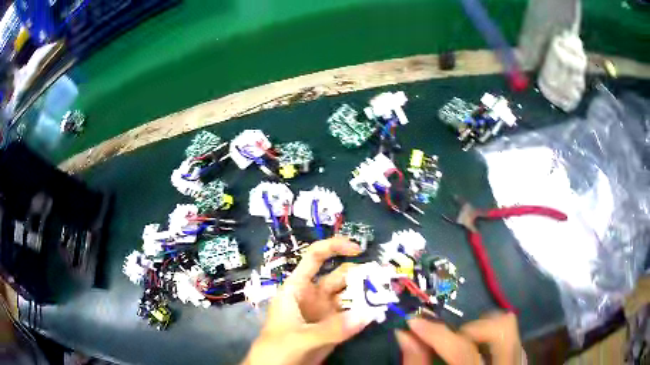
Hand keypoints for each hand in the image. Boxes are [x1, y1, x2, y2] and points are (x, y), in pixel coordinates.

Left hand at [243, 237, 372, 364]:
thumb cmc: (276, 349)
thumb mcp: (300, 338)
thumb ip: (332, 329)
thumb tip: (368, 315)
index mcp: (297, 288)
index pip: (314, 258)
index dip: (334, 247)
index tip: (358, 249)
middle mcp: (313, 296)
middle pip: (339, 276)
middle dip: (361, 274)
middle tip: (385, 277)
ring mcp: (324, 312)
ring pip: (349, 296)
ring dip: (367, 294)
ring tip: (388, 293)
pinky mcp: (333, 328)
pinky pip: (352, 316)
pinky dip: (365, 313)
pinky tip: (379, 312)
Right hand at [396, 312, 524, 364]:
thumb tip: (406, 334)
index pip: (463, 351)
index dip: (437, 334)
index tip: (414, 323)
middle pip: (501, 329)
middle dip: (470, 328)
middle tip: (448, 339)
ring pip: (509, 329)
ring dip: (481, 331)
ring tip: (461, 347)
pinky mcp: (518, 362)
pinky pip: (512, 339)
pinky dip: (490, 340)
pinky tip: (476, 355)